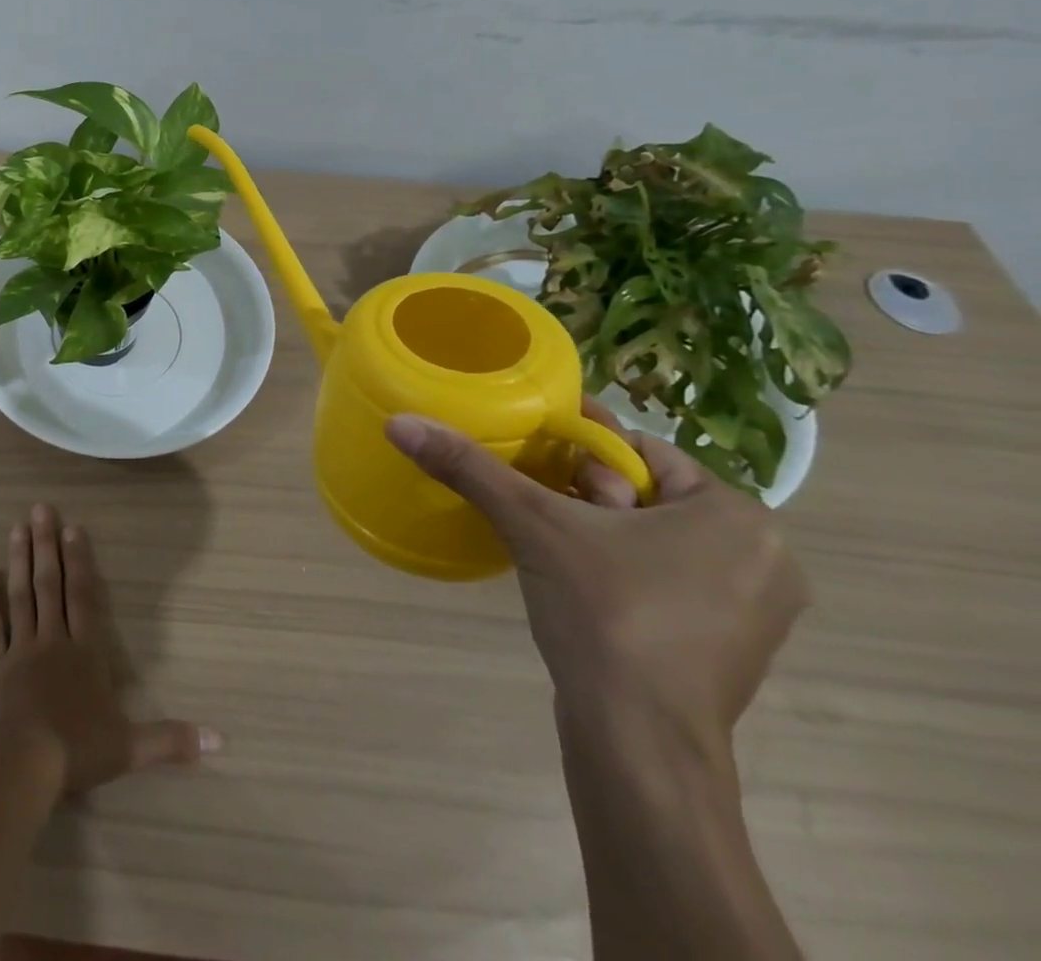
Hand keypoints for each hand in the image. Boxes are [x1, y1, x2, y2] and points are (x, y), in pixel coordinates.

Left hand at [0, 503, 219, 794]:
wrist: (23, 765)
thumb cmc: (77, 750)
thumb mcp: (131, 748)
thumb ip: (171, 740)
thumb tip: (219, 740)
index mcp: (84, 653)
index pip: (84, 597)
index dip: (80, 561)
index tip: (74, 528)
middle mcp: (53, 641)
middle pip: (50, 585)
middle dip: (47, 545)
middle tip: (41, 508)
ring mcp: (21, 651)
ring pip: (21, 595)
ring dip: (20, 560)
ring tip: (17, 527)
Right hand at [385, 403, 808, 746]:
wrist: (639, 743)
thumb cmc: (605, 614)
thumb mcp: (532, 524)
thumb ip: (469, 467)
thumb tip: (400, 422)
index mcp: (738, 516)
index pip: (641, 450)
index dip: (579, 451)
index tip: (534, 462)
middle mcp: (764, 556)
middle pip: (647, 493)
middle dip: (587, 494)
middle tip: (544, 515)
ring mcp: (754, 609)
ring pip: (655, 536)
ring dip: (599, 531)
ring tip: (553, 550)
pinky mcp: (730, 648)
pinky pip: (667, 579)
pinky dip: (622, 569)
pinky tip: (581, 588)